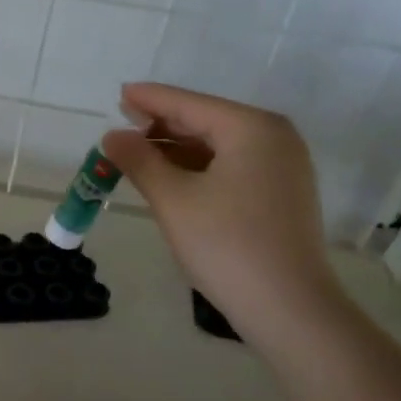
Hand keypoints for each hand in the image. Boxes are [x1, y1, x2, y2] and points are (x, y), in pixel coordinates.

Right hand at [101, 82, 346, 349]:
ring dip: (179, 150)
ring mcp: (284, 166)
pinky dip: (200, 169)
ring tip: (139, 155)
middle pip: (207, 121)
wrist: (288, 307)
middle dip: (163, 126)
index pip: (190, 104)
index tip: (119, 93)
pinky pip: (233, 167)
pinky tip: (173, 178)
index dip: (150, 100)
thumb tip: (112, 137)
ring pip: (220, 146)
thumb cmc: (226, 246)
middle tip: (123, 126)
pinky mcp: (283, 194)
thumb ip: (140, 162)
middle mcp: (274, 137)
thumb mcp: (174, 200)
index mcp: (251, 128)